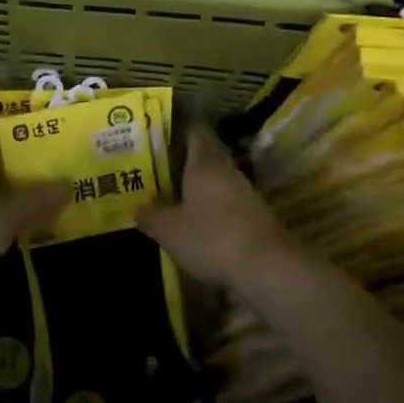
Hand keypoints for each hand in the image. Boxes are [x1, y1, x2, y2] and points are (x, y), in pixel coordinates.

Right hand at [137, 128, 292, 284]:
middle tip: (160, 175)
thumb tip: (136, 207)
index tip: (157, 143)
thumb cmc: (211, 237)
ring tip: (177, 202)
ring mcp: (245, 192)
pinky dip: (216, 211)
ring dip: (201, 191)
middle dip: (184, 167)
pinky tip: (202, 227)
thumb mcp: (169, 230)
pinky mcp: (257, 216)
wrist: (267, 266)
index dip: (174, 136)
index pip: (191, 136)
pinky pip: (229, 205)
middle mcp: (225, 170)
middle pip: (204, 159)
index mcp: (203, 163)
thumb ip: (149, 216)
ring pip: (217, 183)